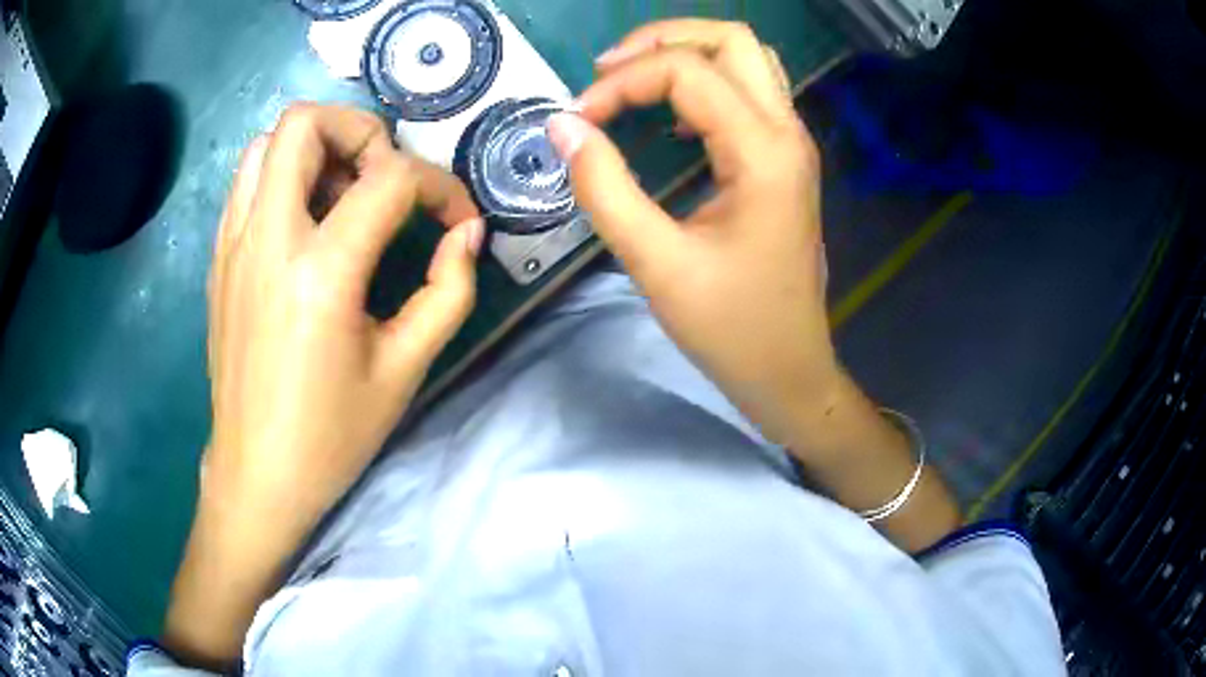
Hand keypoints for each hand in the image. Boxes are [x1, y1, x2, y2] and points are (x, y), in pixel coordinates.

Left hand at [166, 104, 482, 666]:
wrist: (256, 475)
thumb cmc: (330, 435)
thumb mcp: (404, 369)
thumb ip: (448, 291)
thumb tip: (465, 235)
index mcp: (319, 272)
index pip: (389, 180)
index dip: (438, 186)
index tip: (455, 220)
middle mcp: (266, 239)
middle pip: (305, 124)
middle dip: (360, 131)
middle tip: (385, 178)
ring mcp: (232, 245)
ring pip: (265, 144)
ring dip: (315, 149)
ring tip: (343, 196)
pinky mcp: (219, 259)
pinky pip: (247, 183)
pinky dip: (283, 177)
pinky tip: (307, 224)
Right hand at [549, 20, 836, 448]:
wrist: (790, 371)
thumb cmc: (732, 329)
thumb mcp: (657, 265)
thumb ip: (605, 189)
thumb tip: (562, 127)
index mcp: (763, 151)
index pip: (686, 72)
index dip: (620, 83)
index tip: (576, 120)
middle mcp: (786, 132)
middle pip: (732, 40)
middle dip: (662, 40)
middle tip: (606, 72)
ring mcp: (791, 144)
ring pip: (746, 59)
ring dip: (686, 54)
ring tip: (629, 79)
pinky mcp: (783, 161)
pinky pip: (748, 91)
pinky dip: (703, 83)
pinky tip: (666, 113)